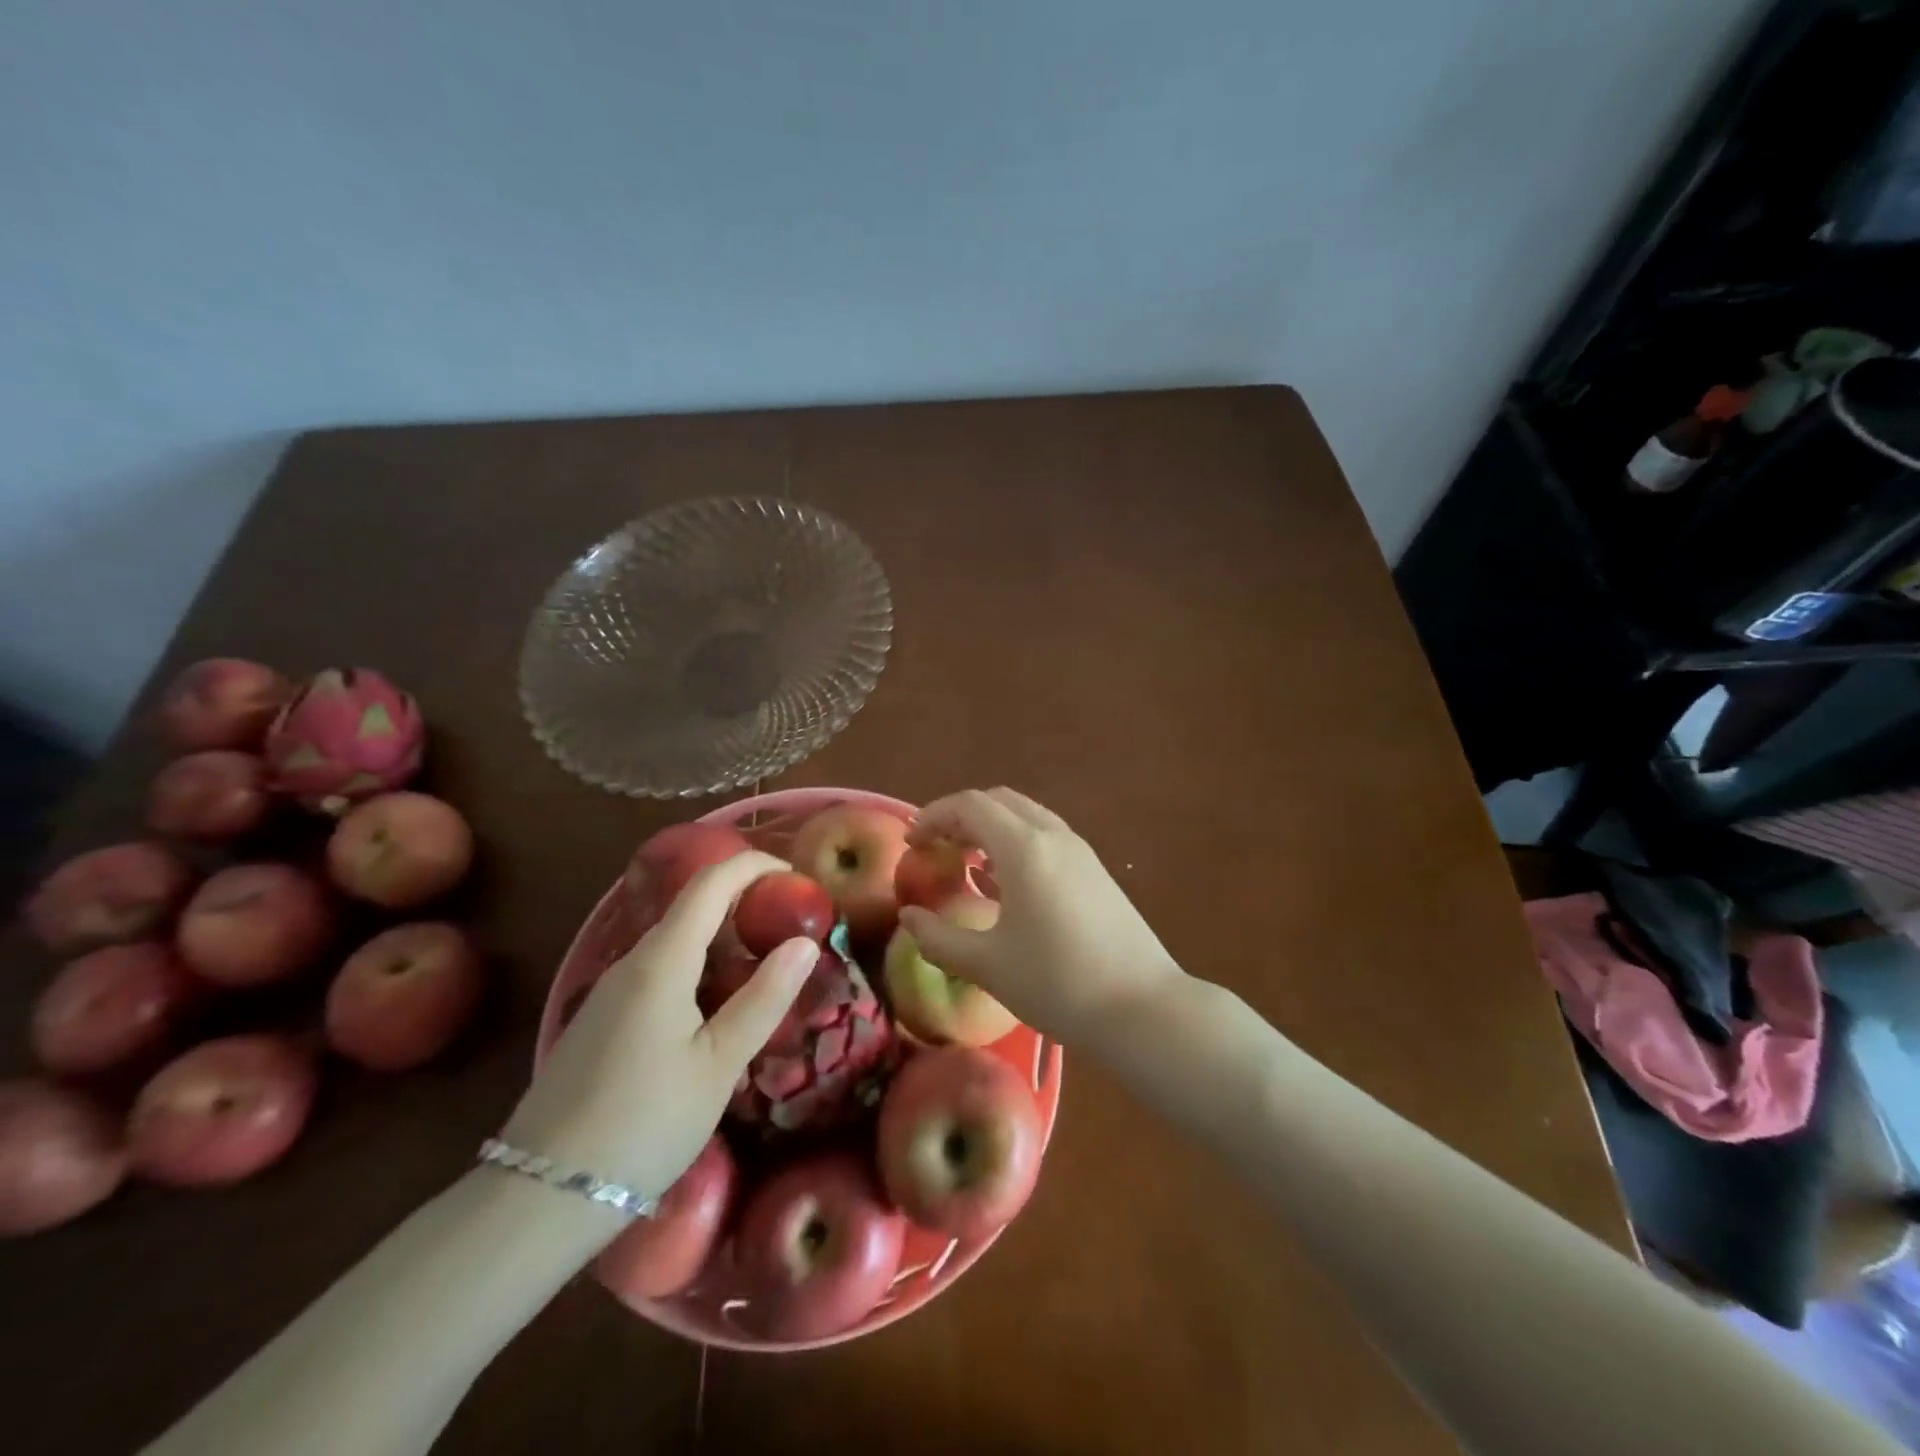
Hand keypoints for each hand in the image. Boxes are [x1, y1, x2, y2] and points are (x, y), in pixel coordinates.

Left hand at [501, 851, 813, 1210]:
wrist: (540, 1197)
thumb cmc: (644, 1124)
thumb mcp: (719, 1064)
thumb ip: (764, 998)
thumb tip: (804, 942)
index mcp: (661, 960)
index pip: (710, 883)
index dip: (754, 866)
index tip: (795, 877)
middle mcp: (631, 962)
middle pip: (691, 906)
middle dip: (744, 902)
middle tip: (790, 926)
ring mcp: (610, 991)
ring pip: (675, 940)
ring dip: (722, 938)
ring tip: (764, 965)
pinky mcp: (601, 1019)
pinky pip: (658, 970)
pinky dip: (698, 966)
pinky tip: (716, 1007)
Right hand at [899, 788, 1185, 1045]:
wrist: (1143, 1009)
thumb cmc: (1058, 984)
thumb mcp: (988, 965)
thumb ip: (939, 938)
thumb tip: (909, 918)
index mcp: (1025, 848)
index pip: (970, 805)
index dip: (933, 816)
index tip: (911, 843)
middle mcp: (1054, 836)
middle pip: (999, 802)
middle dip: (961, 817)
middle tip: (935, 848)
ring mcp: (1081, 852)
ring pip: (1026, 817)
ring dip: (991, 828)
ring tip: (964, 862)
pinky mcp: (1096, 872)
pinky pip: (1047, 838)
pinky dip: (1016, 844)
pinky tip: (1003, 882)